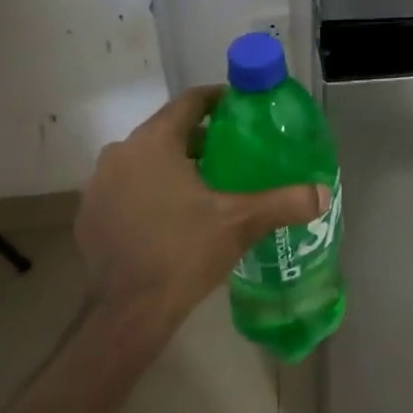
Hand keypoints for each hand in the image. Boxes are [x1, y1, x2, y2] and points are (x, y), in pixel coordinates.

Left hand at [74, 85, 328, 343]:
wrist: (128, 313)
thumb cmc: (183, 253)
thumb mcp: (240, 223)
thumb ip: (283, 202)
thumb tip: (323, 194)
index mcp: (153, 143)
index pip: (188, 102)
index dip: (217, 99)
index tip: (241, 107)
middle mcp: (120, 154)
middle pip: (167, 131)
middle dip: (201, 139)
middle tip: (235, 152)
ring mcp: (99, 186)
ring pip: (144, 160)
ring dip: (173, 165)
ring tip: (207, 184)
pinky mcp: (90, 216)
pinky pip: (126, 188)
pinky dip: (149, 191)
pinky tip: (172, 215)